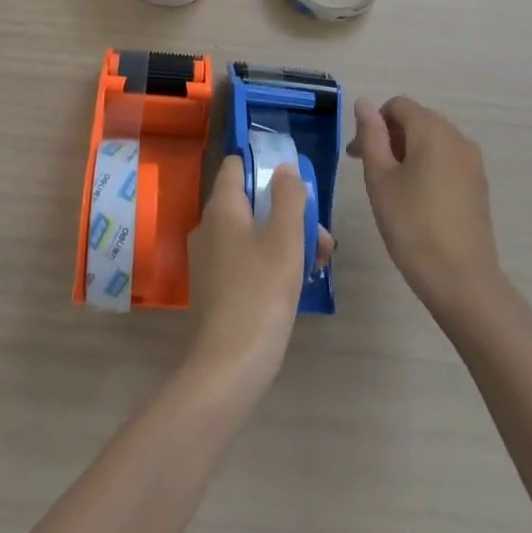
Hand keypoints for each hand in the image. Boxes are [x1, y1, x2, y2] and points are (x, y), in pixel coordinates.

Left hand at [185, 157, 334, 399]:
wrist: (228, 367)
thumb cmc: (260, 294)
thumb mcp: (285, 240)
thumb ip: (288, 198)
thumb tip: (284, 168)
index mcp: (222, 208)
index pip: (236, 165)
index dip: (264, 166)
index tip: (294, 184)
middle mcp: (209, 227)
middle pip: (250, 202)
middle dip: (288, 213)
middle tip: (322, 240)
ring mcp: (209, 259)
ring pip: (251, 233)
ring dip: (285, 240)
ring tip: (318, 265)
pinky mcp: (214, 288)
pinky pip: (244, 259)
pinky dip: (269, 262)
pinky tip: (295, 285)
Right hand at [348, 96, 503, 321]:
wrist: (462, 280)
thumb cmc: (412, 224)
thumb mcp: (380, 178)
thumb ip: (371, 135)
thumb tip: (364, 103)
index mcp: (432, 130)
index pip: (397, 106)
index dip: (373, 123)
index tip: (357, 155)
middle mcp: (457, 137)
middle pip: (416, 120)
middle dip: (388, 137)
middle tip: (367, 171)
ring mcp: (472, 162)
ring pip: (432, 141)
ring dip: (406, 152)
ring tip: (390, 187)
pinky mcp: (479, 185)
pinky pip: (447, 160)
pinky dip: (426, 167)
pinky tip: (416, 199)